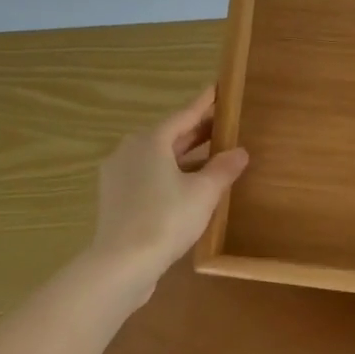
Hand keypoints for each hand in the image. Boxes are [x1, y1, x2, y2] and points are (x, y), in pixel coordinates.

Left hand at [87, 86, 248, 291]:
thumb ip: (223, 169)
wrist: (121, 263)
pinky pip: (147, 177)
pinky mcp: (115, 199)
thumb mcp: (204, 192)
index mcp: (150, 141)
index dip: (204, 104)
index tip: (217, 89)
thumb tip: (240, 152)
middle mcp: (129, 150)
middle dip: (196, 132)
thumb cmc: (166, 219)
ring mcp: (118, 175)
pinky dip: (169, 175)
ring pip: (157, 158)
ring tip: (210, 157)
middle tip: (222, 125)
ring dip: (183, 156)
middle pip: (169, 135)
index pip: (184, 115)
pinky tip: (186, 187)